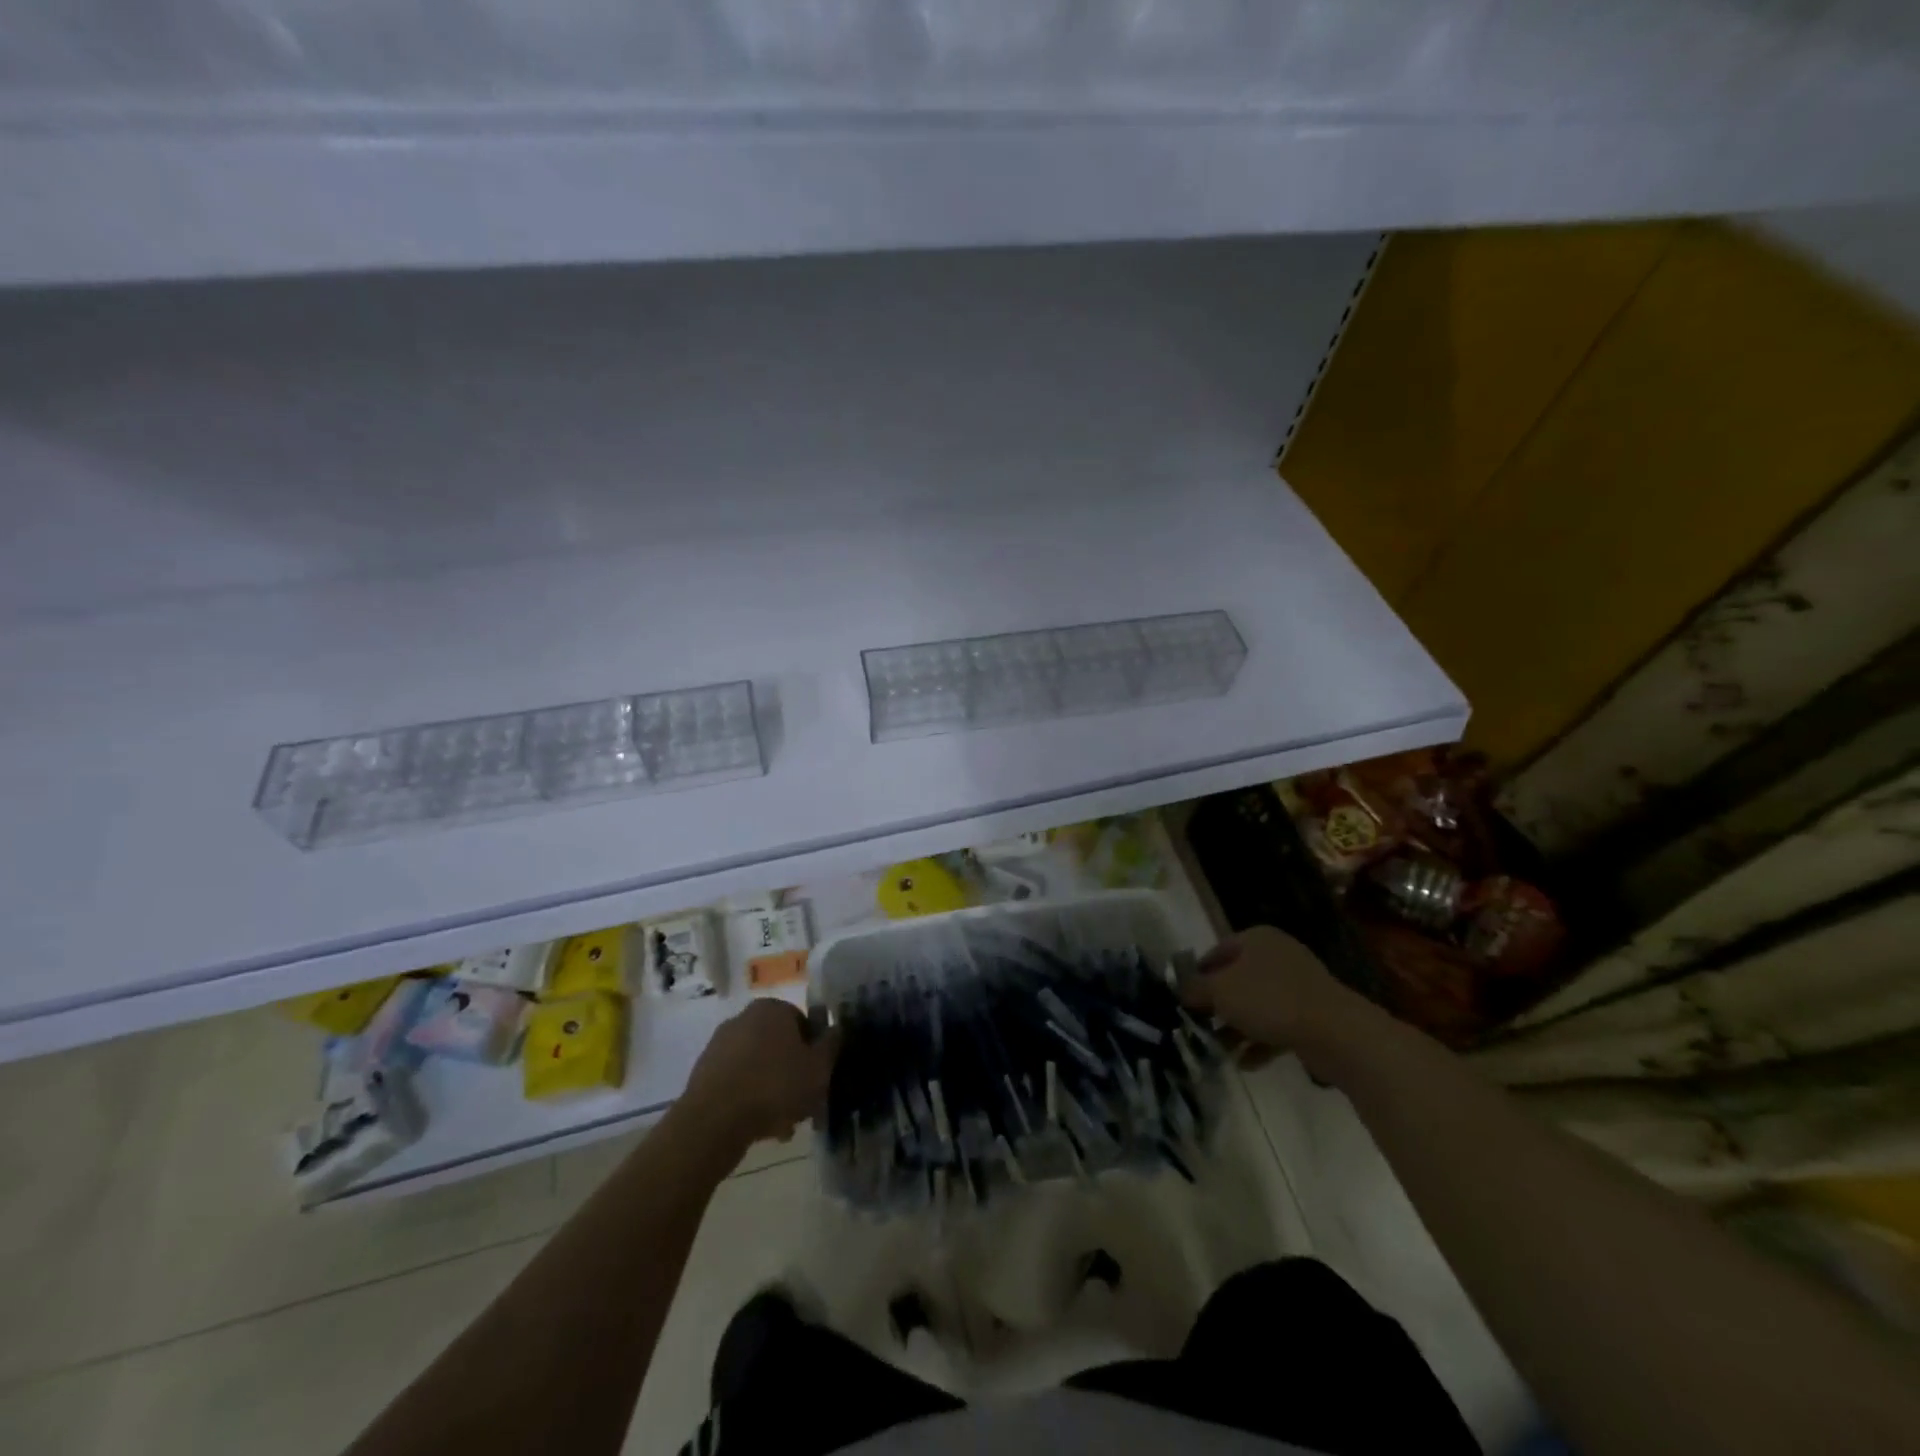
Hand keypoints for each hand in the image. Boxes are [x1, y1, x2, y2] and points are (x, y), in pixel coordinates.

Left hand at [681, 1000, 838, 1150]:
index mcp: (772, 1009)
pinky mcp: (703, 1073)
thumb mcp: (818, 1068)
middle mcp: (744, 1019)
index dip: (815, 1052)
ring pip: (759, 1068)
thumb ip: (831, 1045)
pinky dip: (750, 1100)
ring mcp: (720, 1045)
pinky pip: (738, 1083)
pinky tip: (760, 1128)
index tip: (819, 1078)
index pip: (803, 1023)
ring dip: (773, 1091)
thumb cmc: (774, 1087)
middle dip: (793, 1074)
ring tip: (783, 1126)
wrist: (713, 1122)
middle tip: (804, 1105)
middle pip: (780, 1047)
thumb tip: (836, 1029)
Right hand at [1180, 925, 1378, 1078]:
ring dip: (1236, 1028)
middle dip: (1217, 1006)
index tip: (1183, 1000)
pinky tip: (1245, 1063)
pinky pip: (1277, 1024)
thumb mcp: (1220, 992)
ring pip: (1256, 1005)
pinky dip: (1260, 1042)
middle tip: (1198, 1027)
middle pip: (1236, 979)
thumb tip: (1180, 990)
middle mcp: (1277, 955)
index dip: (1197, 976)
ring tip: (1218, 1051)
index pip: (1215, 952)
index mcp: (1256, 939)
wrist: (1335, 1032)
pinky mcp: (1312, 1014)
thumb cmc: (1269, 1000)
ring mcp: (1298, 985)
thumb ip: (1195, 989)